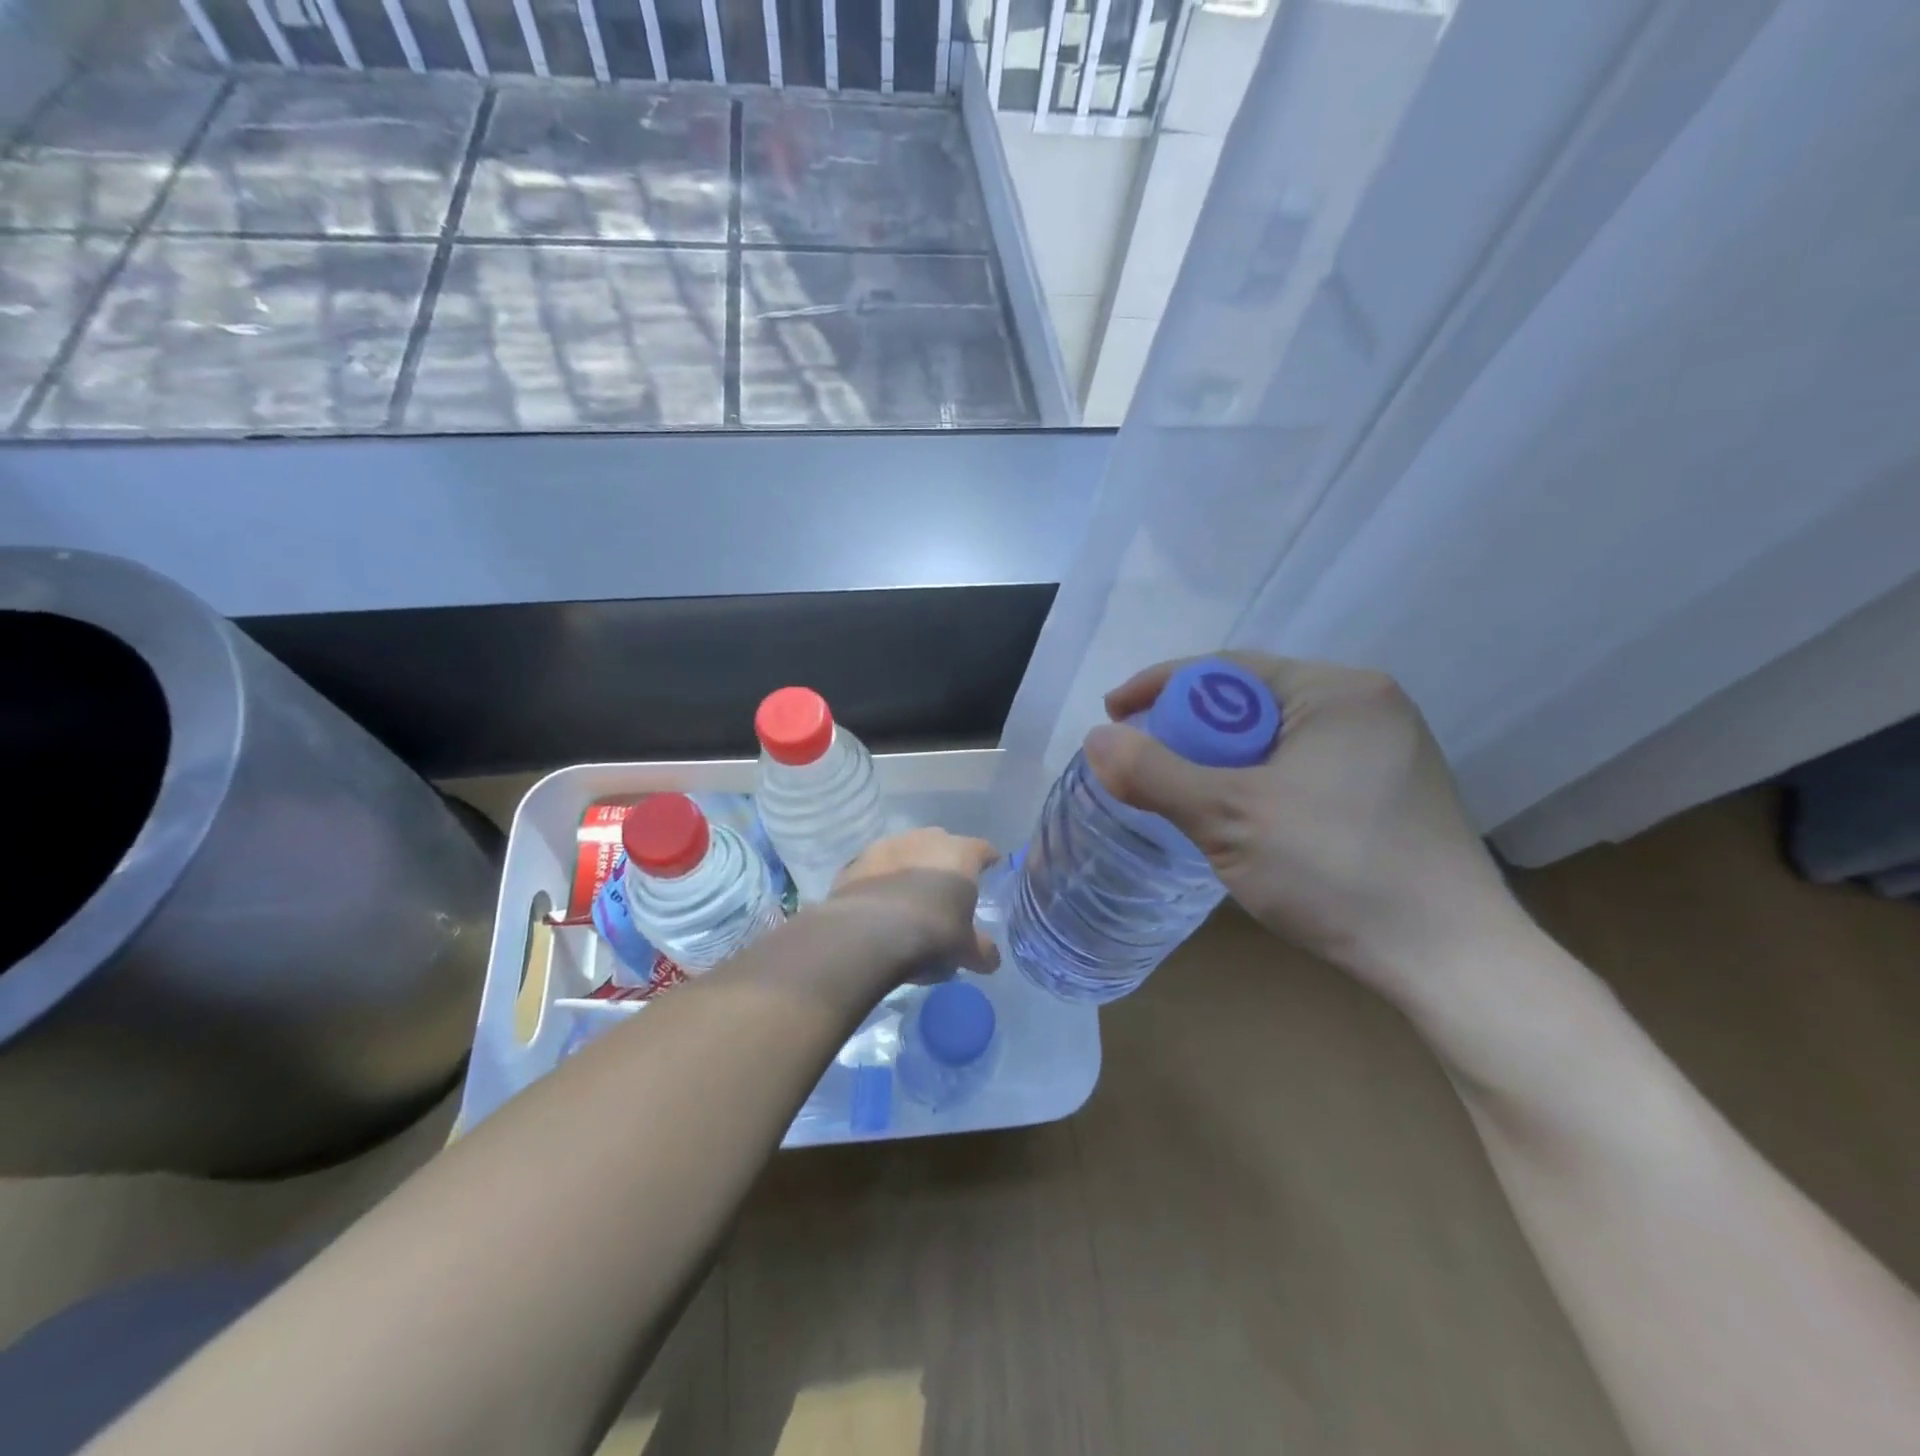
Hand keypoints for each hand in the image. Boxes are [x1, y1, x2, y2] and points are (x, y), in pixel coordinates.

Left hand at [828, 828, 1000, 977]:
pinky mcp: (856, 861)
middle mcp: (926, 839)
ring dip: (909, 868)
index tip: (990, 870)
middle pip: (942, 844)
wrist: (868, 933)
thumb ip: (981, 950)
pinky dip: (880, 880)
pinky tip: (879, 902)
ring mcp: (887, 845)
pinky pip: (875, 868)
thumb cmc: (932, 933)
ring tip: (908, 896)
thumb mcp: (965, 950)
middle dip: (945, 863)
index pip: (982, 849)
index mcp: (960, 854)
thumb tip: (991, 959)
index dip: (987, 860)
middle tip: (945, 888)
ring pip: (906, 851)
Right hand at [1084, 653, 1519, 996]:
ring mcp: (1385, 749)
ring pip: (1275, 737)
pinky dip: (1258, 780)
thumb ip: (1155, 774)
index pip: (1227, 668)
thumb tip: (1096, 739)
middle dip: (1191, 729)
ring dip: (1223, 759)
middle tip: (1147, 763)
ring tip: (1186, 793)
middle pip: (1251, 701)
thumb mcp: (1229, 818)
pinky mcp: (1390, 791)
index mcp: (1336, 690)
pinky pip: (1301, 765)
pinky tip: (1242, 817)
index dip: (1160, 686)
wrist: (1453, 961)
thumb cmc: (1337, 870)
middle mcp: (1367, 705)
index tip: (1113, 714)